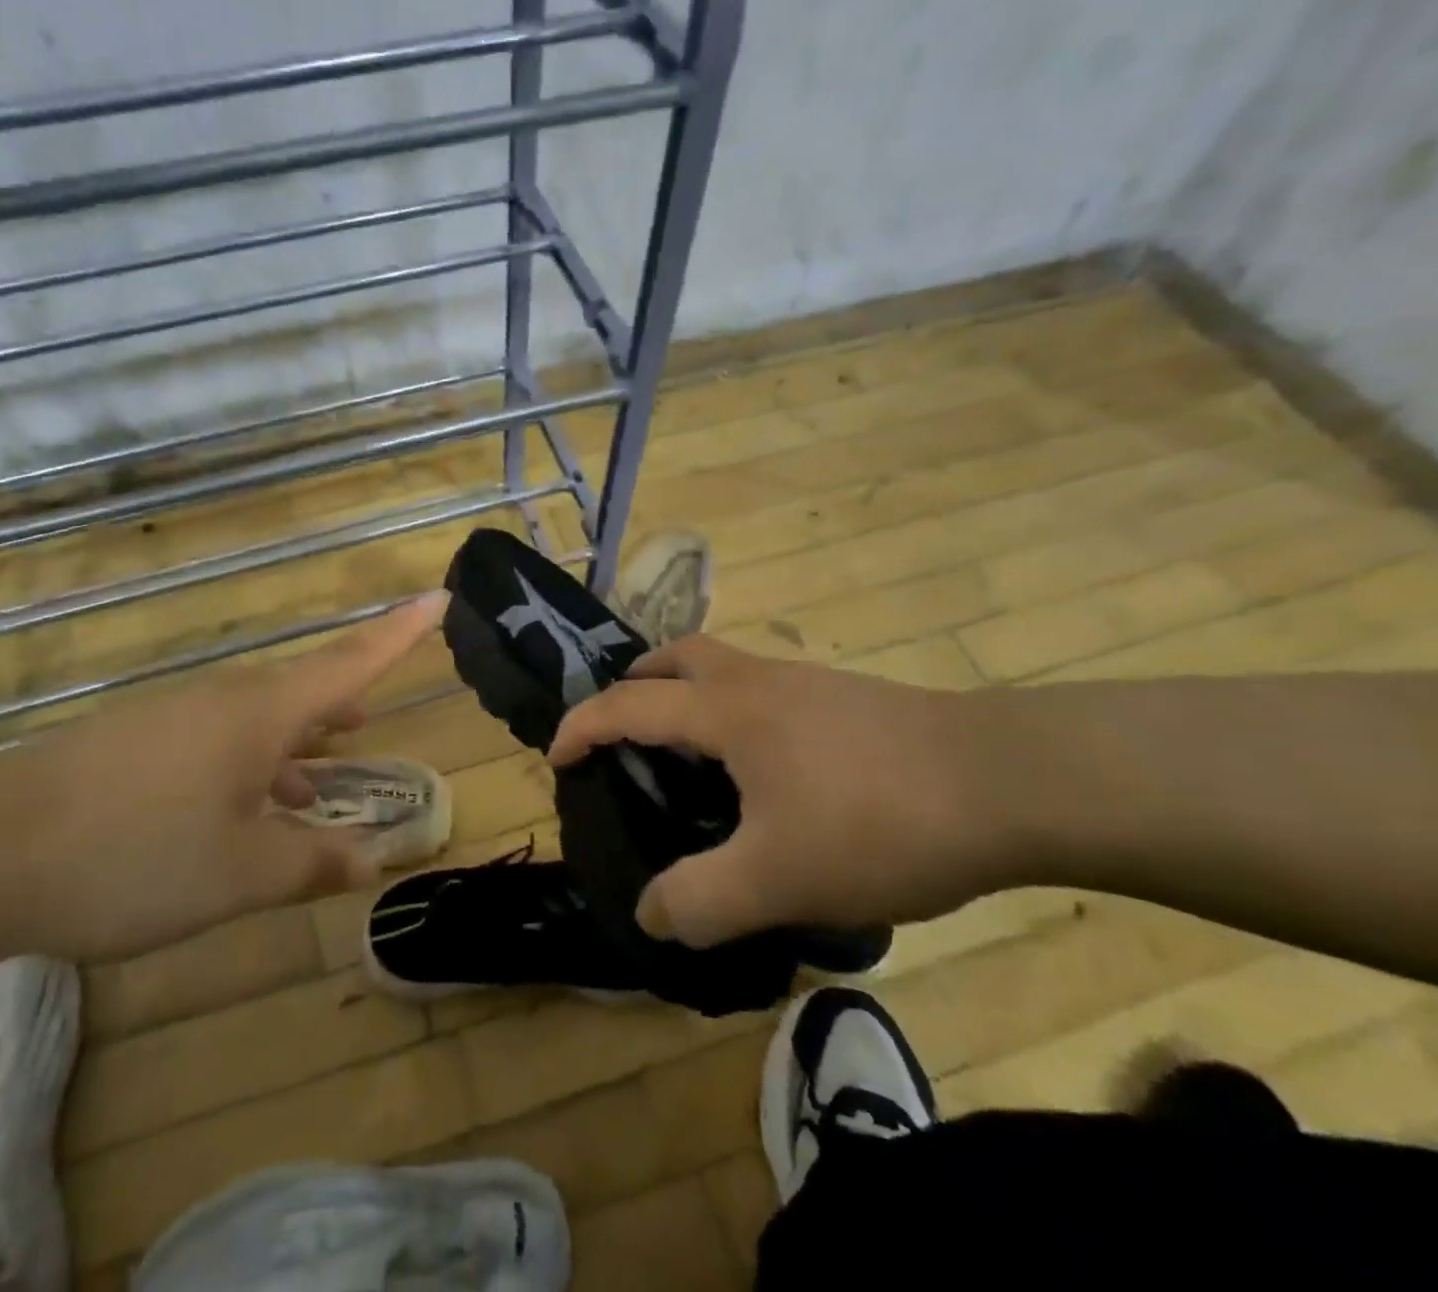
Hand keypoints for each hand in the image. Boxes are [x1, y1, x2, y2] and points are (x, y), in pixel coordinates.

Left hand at [0, 591, 447, 961]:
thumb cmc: (133, 854)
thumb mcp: (240, 873)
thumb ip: (314, 863)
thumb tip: (375, 859)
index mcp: (262, 713)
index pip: (352, 661)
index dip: (400, 632)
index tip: (437, 597)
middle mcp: (224, 701)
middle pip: (304, 690)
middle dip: (344, 703)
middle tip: (372, 718)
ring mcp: (174, 718)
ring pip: (258, 720)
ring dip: (296, 745)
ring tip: (321, 780)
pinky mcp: (136, 743)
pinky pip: (217, 741)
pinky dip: (250, 766)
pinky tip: (243, 811)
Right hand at [548, 634, 1008, 948]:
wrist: (1013, 781)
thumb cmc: (879, 819)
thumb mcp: (780, 877)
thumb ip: (701, 900)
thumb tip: (650, 914)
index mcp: (725, 710)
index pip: (628, 704)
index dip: (582, 726)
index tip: (556, 756)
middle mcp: (758, 681)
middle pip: (677, 657)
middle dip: (636, 686)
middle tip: (624, 733)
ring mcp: (806, 684)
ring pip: (724, 669)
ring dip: (688, 696)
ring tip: (690, 757)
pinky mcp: (845, 700)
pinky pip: (763, 692)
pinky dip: (735, 713)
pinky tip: (765, 772)